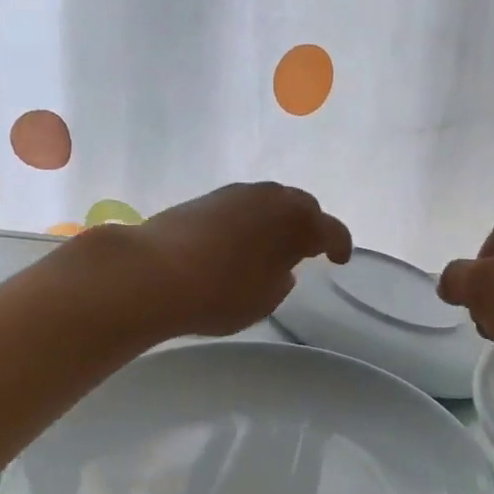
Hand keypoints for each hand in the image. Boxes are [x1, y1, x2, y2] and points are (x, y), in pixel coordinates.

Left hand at [97, 182, 352, 337]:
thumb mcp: (265, 299)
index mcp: (297, 220)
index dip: (340, 245)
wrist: (152, 273)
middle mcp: (271, 197)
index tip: (340, 259)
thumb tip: (279, 266)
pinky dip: (249, 221)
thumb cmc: (220, 293)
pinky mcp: (205, 198)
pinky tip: (238, 242)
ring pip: (269, 201)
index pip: (331, 230)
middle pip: (301, 206)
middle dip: (309, 226)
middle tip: (307, 249)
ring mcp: (235, 193)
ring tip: (271, 245)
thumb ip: (281, 279)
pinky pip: (242, 206)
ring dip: (276, 220)